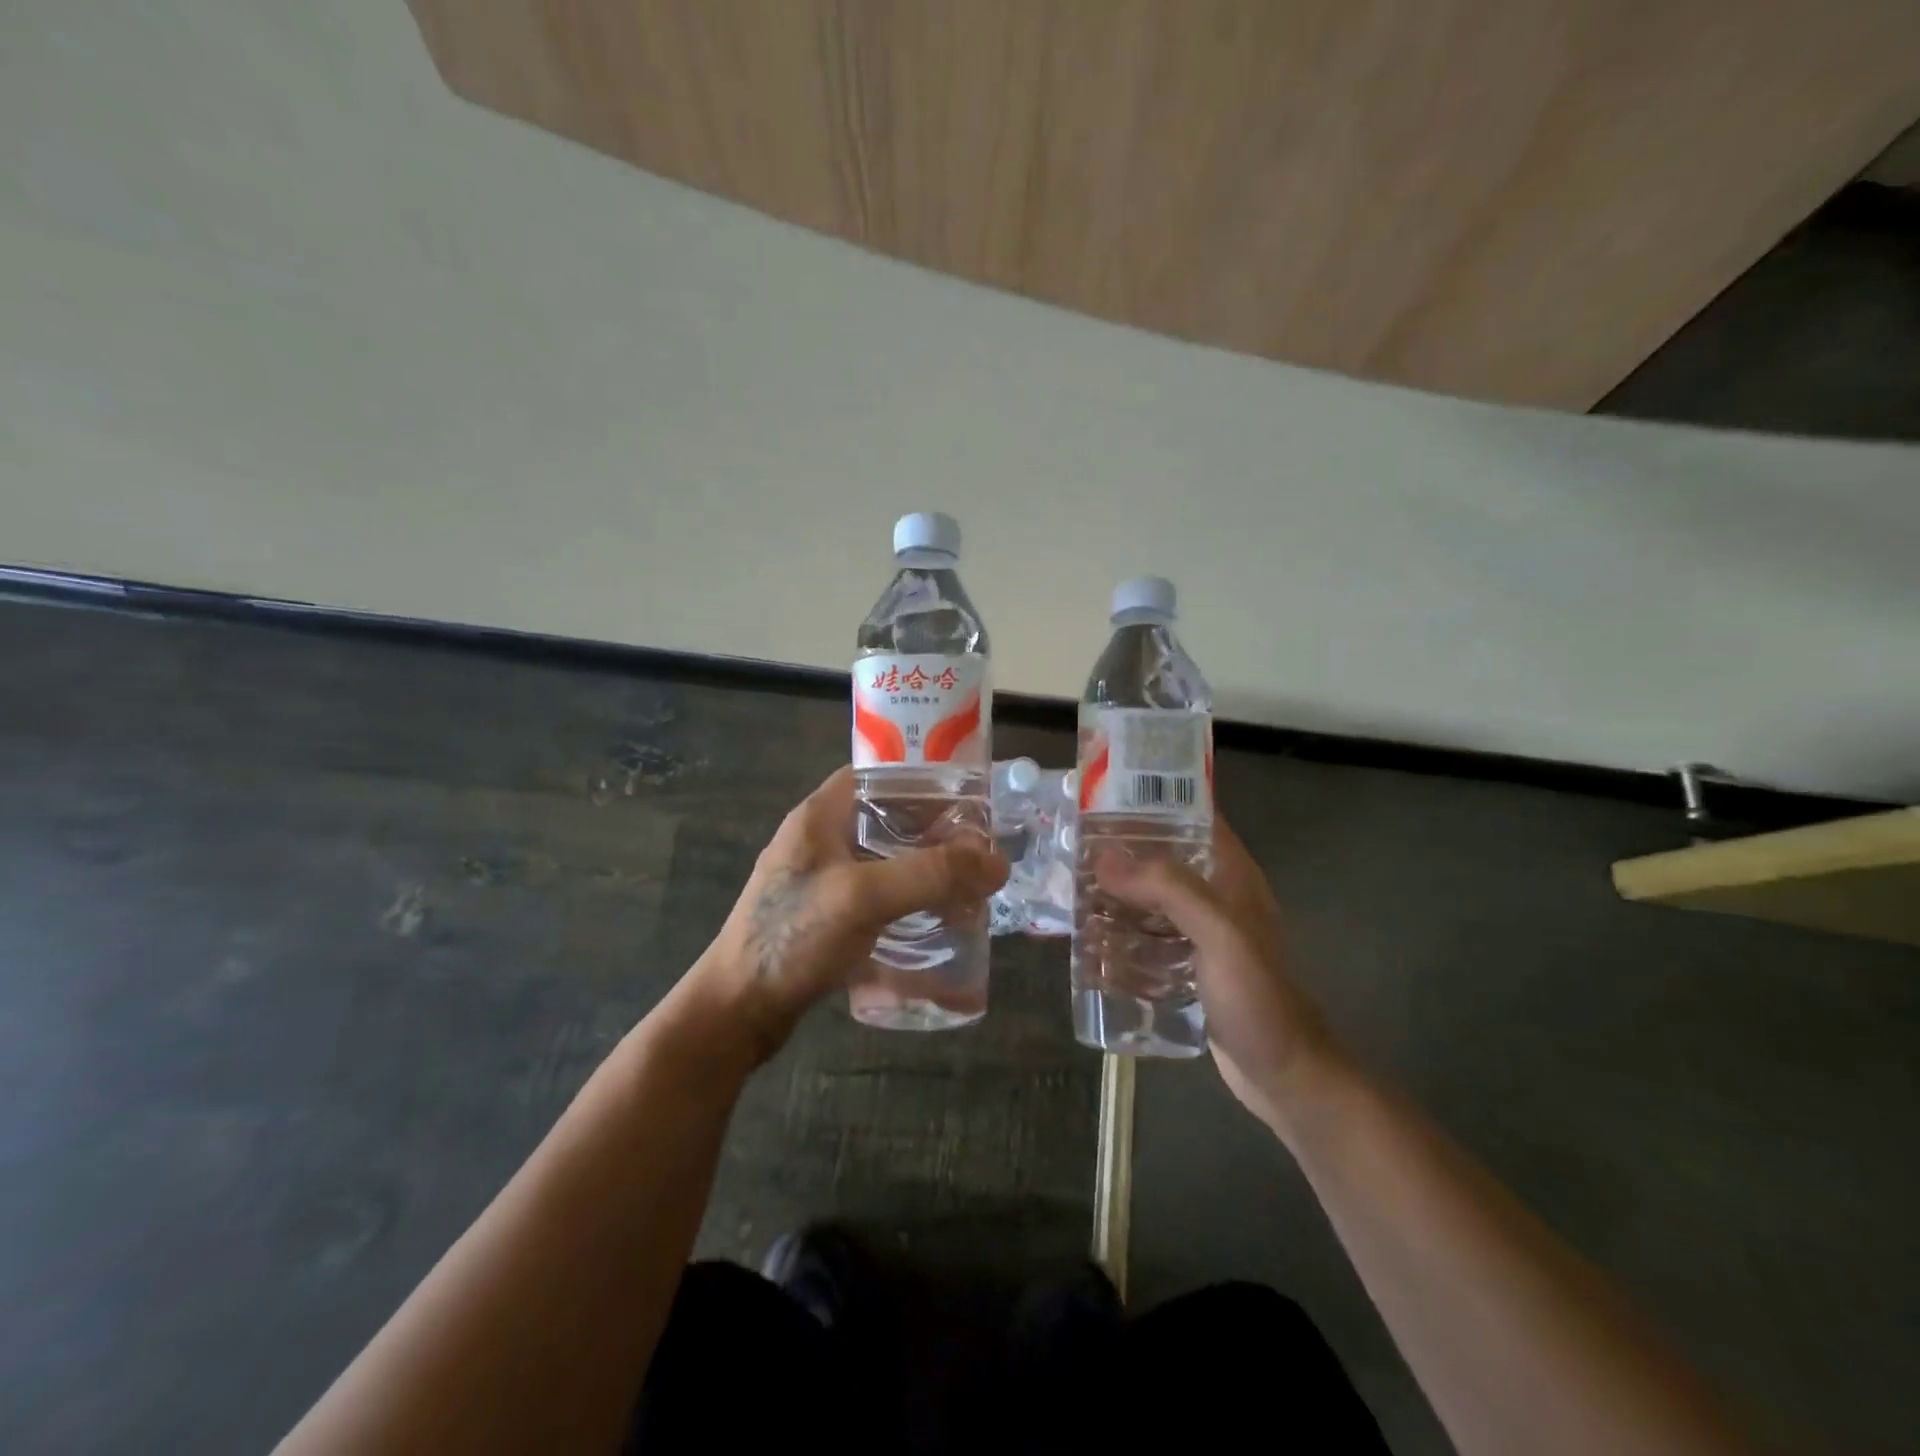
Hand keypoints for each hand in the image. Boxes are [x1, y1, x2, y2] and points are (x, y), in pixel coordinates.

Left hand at [694, 766, 1007, 1064]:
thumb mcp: (863, 896)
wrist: (736, 1011)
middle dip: (935, 832)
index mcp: (820, 816)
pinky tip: (935, 921)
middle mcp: (821, 840)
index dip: (925, 780)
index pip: (879, 775)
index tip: (969, 798)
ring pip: (887, 860)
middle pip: (889, 819)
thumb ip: (931, 874)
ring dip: (925, 870)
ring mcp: (822, 880)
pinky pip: (878, 896)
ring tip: (968, 887)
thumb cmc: (792, 938)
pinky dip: (908, 901)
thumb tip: (997, 861)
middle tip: (979, 850)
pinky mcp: (826, 917)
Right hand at [1097, 817, 1343, 1134]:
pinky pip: (1145, 939)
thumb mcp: (1219, 933)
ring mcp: (1199, 933)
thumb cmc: (1258, 997)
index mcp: (1229, 874)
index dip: (1152, 800)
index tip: (1102, 795)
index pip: (1191, 816)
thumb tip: (1104, 858)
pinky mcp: (1186, 966)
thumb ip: (1168, 888)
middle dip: (1119, 853)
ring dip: (1114, 896)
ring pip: (1149, 900)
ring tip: (1069, 892)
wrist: (1285, 1075)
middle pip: (1161, 858)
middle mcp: (1213, 896)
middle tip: (1070, 848)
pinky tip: (1088, 943)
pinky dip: (1119, 936)